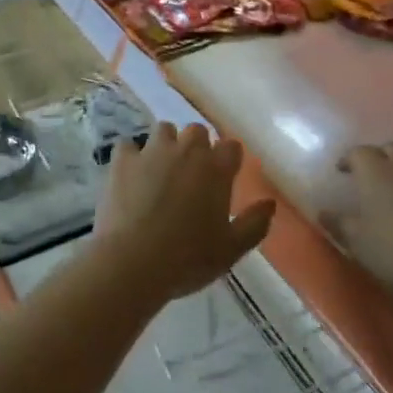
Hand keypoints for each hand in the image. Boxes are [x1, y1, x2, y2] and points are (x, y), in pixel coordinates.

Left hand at [95, 123, 275, 301]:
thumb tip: (269, 204)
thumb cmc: (188, 258)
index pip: (231, 146)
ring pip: (164, 130)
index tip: (226, 176)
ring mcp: (152, 151)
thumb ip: (254, 224)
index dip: (229, 159)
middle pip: (197, 131)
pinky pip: (128, 145)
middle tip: (193, 175)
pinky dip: (131, 156)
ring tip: (162, 170)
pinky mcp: (123, 160)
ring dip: (167, 144)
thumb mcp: (231, 249)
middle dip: (198, 147)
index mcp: (216, 169)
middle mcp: (186, 150)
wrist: (134, 262)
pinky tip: (131, 174)